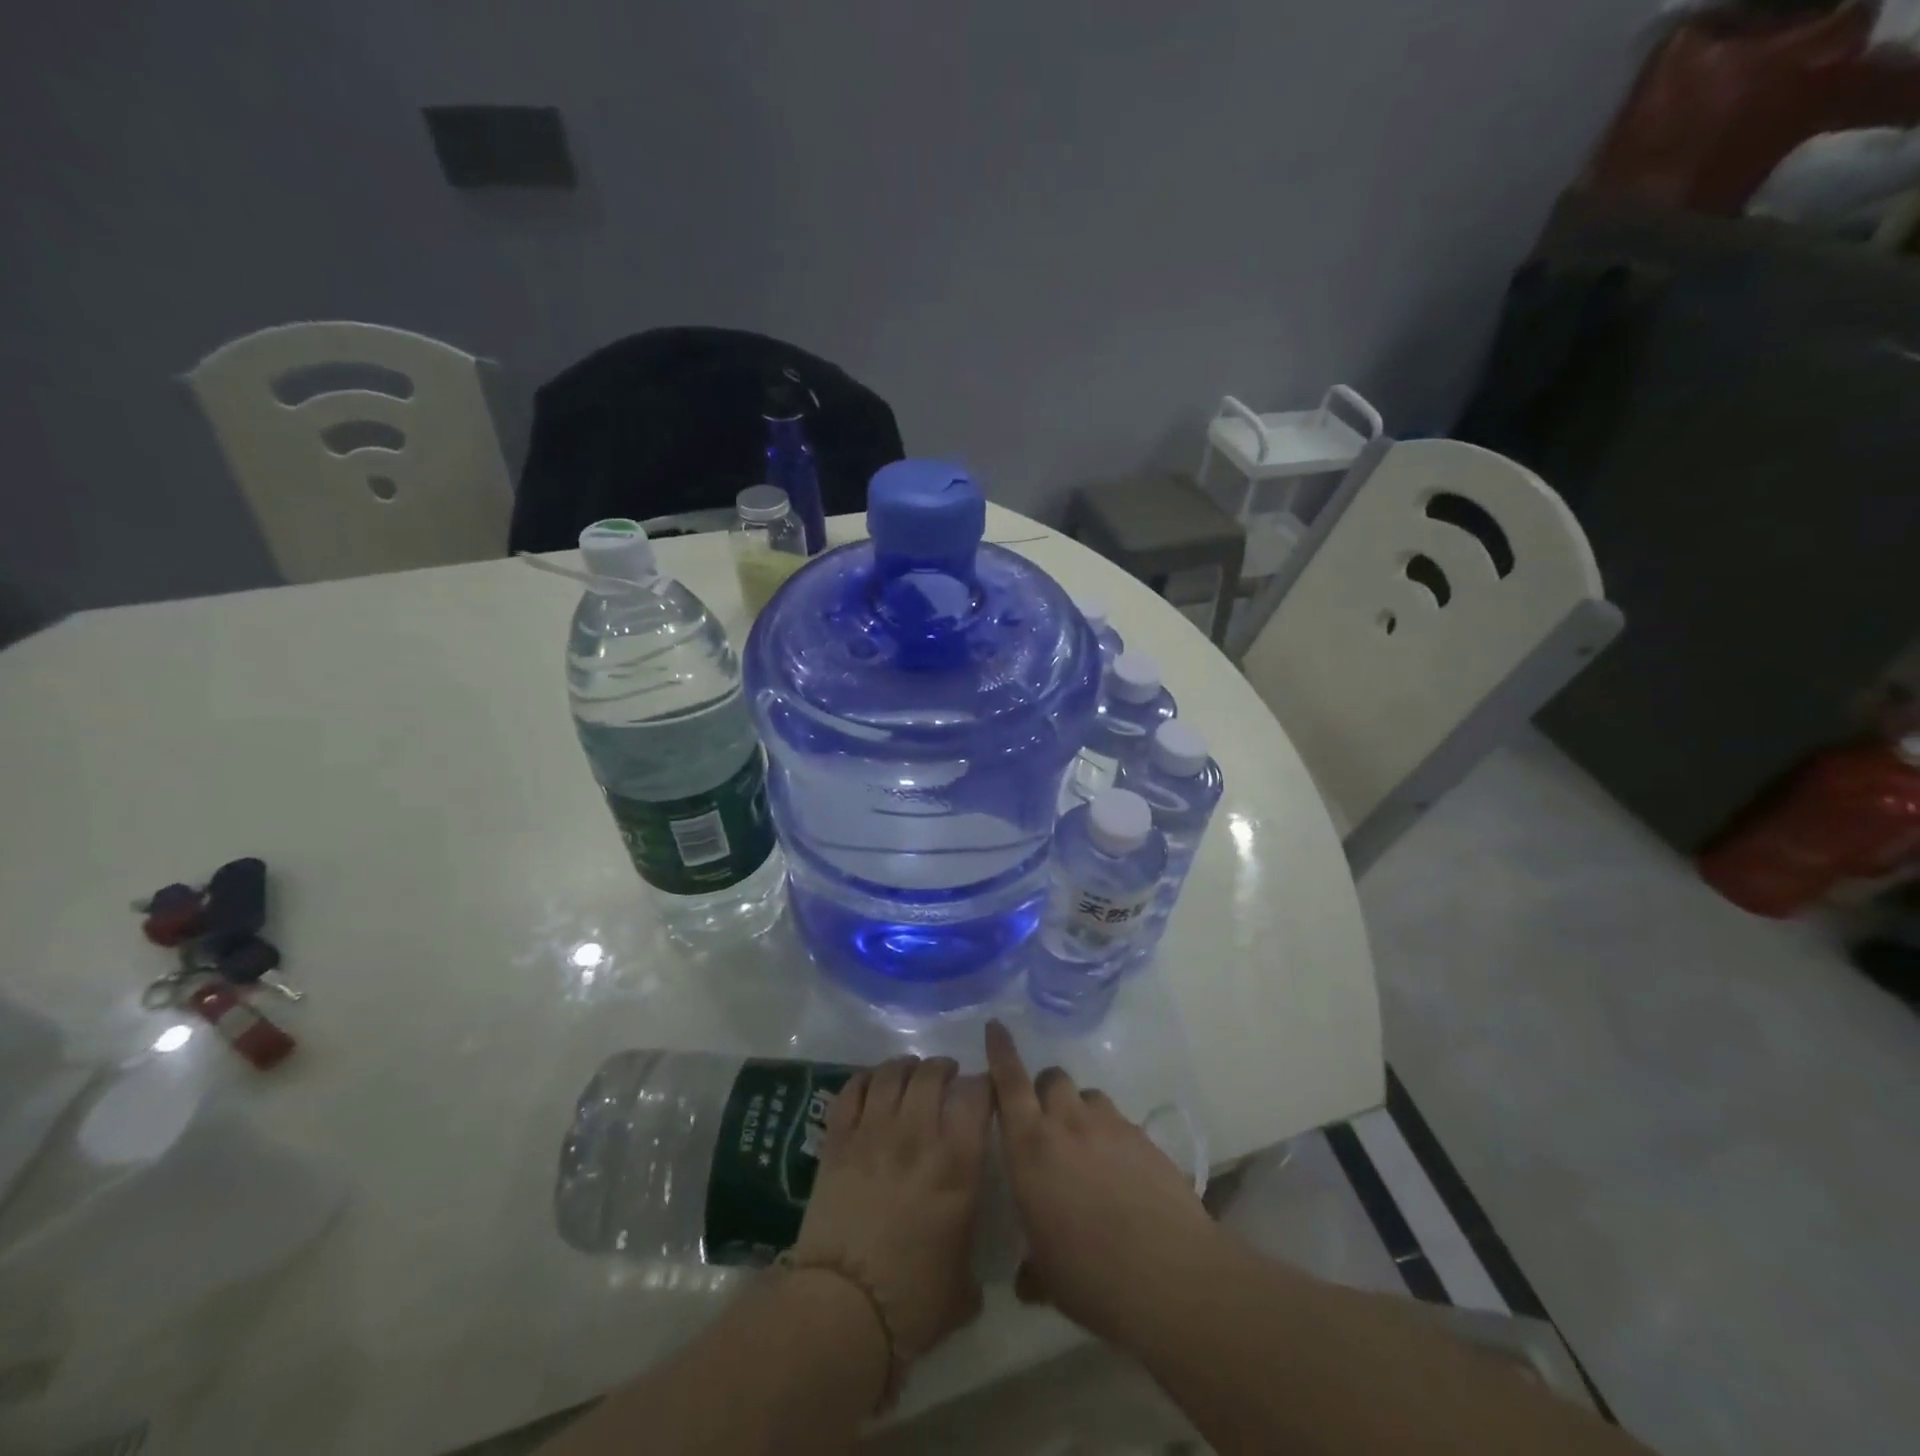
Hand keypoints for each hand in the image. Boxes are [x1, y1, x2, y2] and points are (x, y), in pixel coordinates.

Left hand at [789, 1056, 991, 1362]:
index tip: (985, 1092)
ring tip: (911, 1073)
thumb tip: (967, 1245)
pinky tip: (873, 1082)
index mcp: (957, 1163)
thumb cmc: (914, 1302)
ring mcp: (874, 1132)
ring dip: (906, 1067)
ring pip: (892, 1074)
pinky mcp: (838, 1141)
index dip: (984, 1085)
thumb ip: (970, 1247)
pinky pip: (852, 1091)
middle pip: (931, 1074)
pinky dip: (865, 1078)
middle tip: (947, 1076)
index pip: (977, 1095)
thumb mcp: (964, 1283)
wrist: (843, 1310)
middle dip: (943, 1068)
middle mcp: (918, 1134)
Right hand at [985, 1019, 1223, 1347]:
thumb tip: (1026, 1278)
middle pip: (1052, 1079)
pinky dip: (1112, 1136)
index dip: (1000, 1051)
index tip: (996, 1026)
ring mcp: (1110, 1126)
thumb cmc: (1092, 1276)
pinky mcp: (1144, 1138)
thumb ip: (1032, 1267)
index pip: (1009, 1082)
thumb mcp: (1048, 1278)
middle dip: (1044, 1090)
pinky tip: (1122, 1173)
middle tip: (1046, 1121)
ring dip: (1080, 1111)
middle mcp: (1068, 1124)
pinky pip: (1119, 1122)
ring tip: (1087, 1148)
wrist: (1171, 1276)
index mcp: (1031, 1147)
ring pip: (1088, 1096)